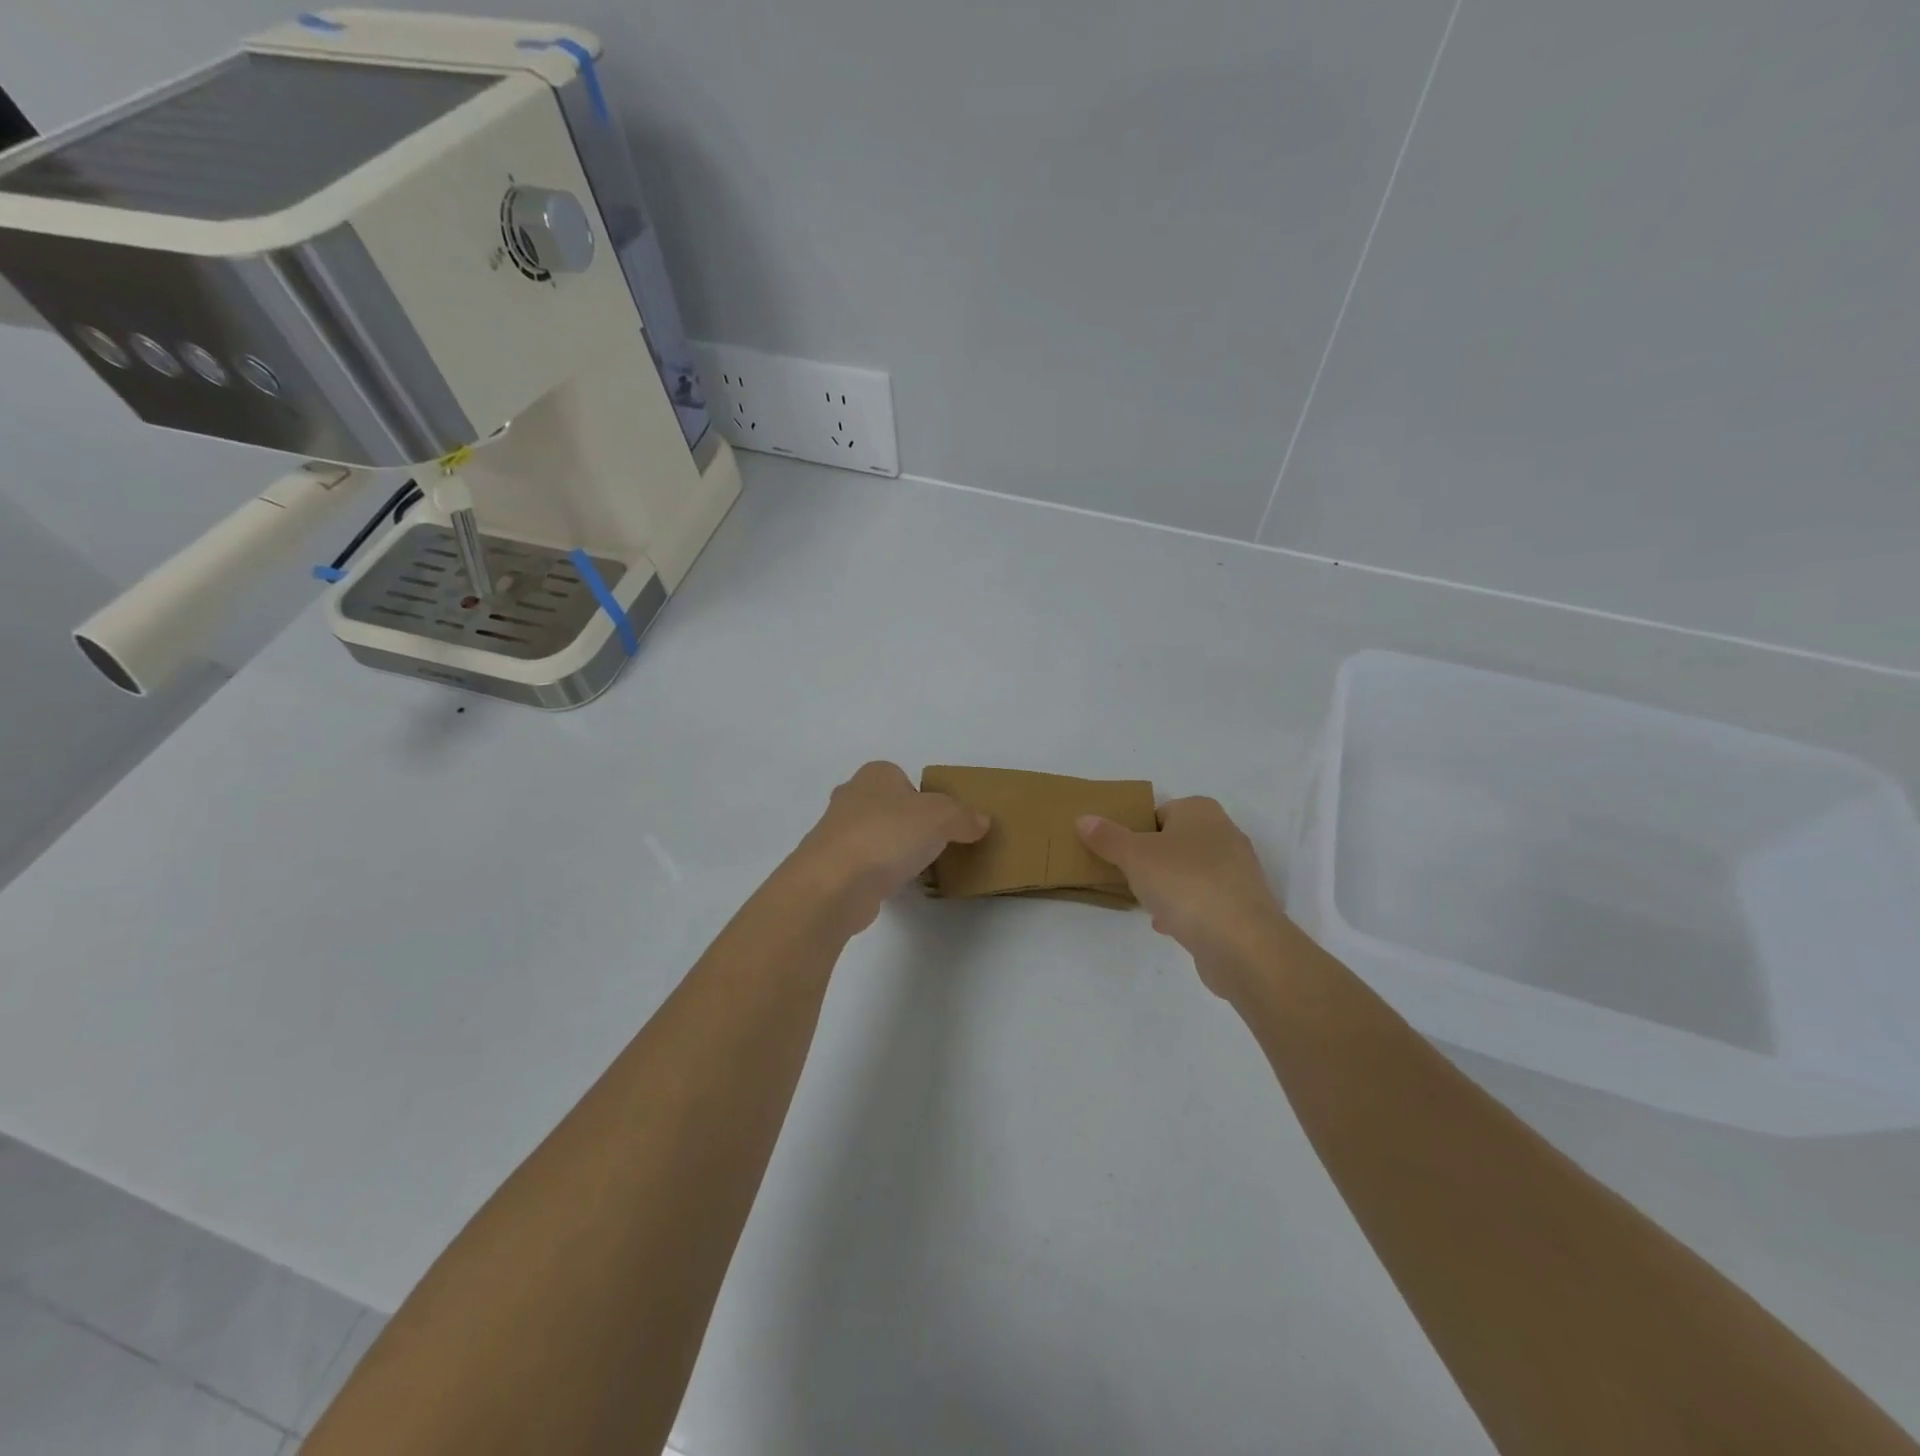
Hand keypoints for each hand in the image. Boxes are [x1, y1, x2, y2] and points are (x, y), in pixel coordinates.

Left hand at [790, 762, 989, 931]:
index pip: (904, 778)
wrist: (834, 883)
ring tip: (918, 869)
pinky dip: (879, 874)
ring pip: (875, 836)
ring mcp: (835, 833)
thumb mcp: (941, 817)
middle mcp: (850, 797)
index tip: (943, 822)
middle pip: (888, 807)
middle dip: (908, 824)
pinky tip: (894, 887)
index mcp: (875, 774)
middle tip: (933, 844)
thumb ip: (963, 817)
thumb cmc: (888, 835)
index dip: (925, 797)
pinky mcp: (831, 867)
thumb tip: (980, 821)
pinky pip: (864, 865)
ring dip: (892, 850)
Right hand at [1077, 797, 1292, 997]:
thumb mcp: (1135, 856)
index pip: (1160, 811)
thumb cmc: (1185, 884)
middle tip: (1128, 877)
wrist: (1241, 943)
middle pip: (1175, 842)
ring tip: (1145, 903)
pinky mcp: (1243, 906)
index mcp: (1201, 811)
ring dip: (1168, 886)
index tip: (1119, 853)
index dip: (1137, 830)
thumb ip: (1107, 837)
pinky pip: (1204, 900)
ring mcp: (1238, 871)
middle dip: (1152, 860)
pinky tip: (1167, 925)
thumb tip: (1084, 819)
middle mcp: (1224, 834)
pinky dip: (1185, 909)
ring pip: (1190, 872)